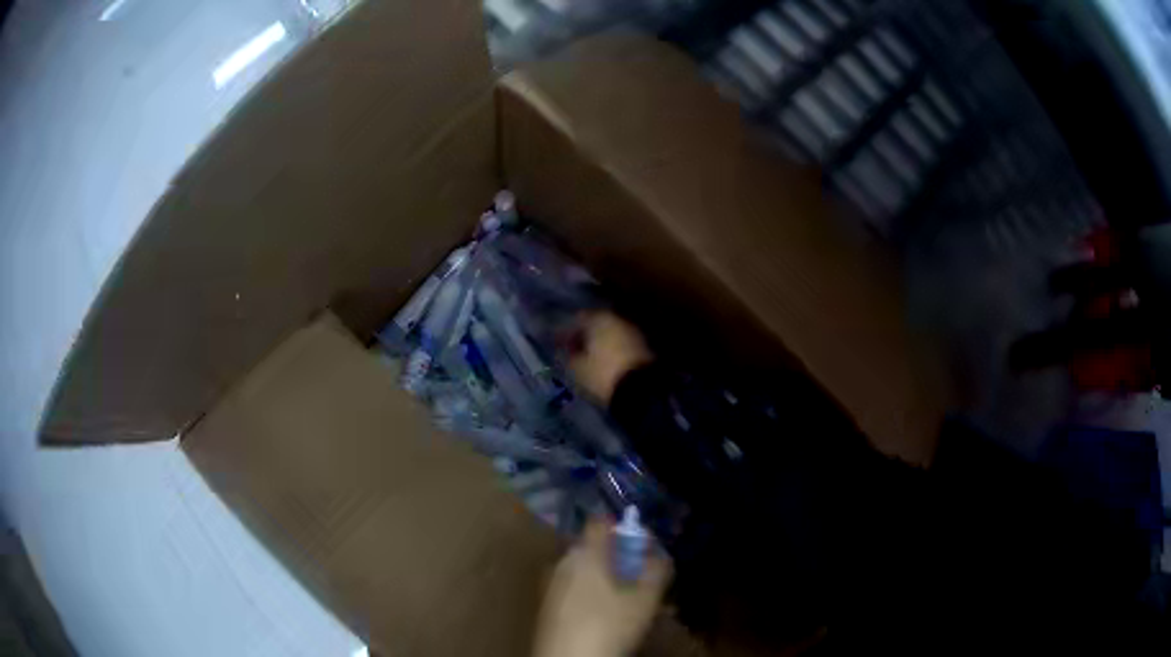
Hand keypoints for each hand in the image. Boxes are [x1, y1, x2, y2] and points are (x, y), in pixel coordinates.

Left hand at [533, 517, 671, 656]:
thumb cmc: (609, 624)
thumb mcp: (645, 598)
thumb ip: (657, 569)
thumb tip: (660, 552)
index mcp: (584, 552)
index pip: (600, 521)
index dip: (621, 525)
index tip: (640, 538)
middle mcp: (563, 561)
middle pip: (592, 547)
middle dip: (617, 556)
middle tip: (640, 572)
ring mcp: (551, 583)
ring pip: (583, 570)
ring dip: (606, 577)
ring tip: (628, 597)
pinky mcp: (547, 605)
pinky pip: (573, 588)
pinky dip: (591, 592)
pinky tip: (607, 612)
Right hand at [568, 313, 651, 404]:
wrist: (640, 390)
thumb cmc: (602, 373)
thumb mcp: (577, 368)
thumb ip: (568, 356)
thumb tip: (565, 351)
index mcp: (600, 319)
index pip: (578, 319)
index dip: (567, 332)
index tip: (559, 344)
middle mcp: (618, 320)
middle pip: (596, 325)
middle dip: (584, 337)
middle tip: (573, 351)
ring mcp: (633, 333)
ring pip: (610, 335)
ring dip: (599, 345)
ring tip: (588, 361)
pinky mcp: (643, 348)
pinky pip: (621, 346)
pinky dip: (611, 352)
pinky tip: (604, 365)